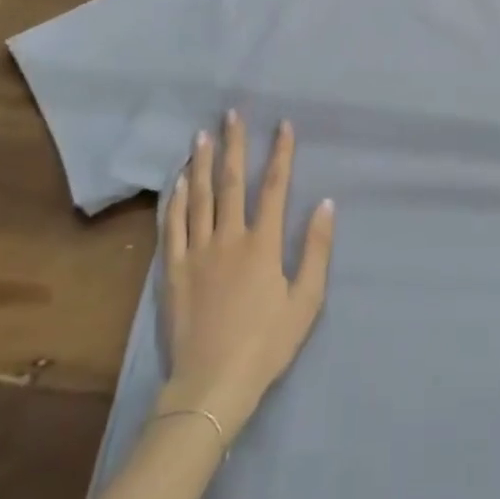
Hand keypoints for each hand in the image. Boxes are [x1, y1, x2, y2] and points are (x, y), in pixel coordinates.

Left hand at [153, 112, 334, 437]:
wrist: (211, 385)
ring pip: (199, 197)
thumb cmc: (266, 344)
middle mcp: (228, 238)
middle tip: (231, 114)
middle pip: (232, 182)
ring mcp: (197, 252)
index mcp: (263, 244)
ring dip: (203, 163)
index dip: (281, 154)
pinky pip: (173, 226)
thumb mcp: (306, 301)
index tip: (283, 125)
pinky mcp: (174, 270)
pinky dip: (176, 199)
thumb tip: (326, 204)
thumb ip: (316, 250)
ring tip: (202, 135)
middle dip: (234, 145)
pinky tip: (178, 181)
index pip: (274, 187)